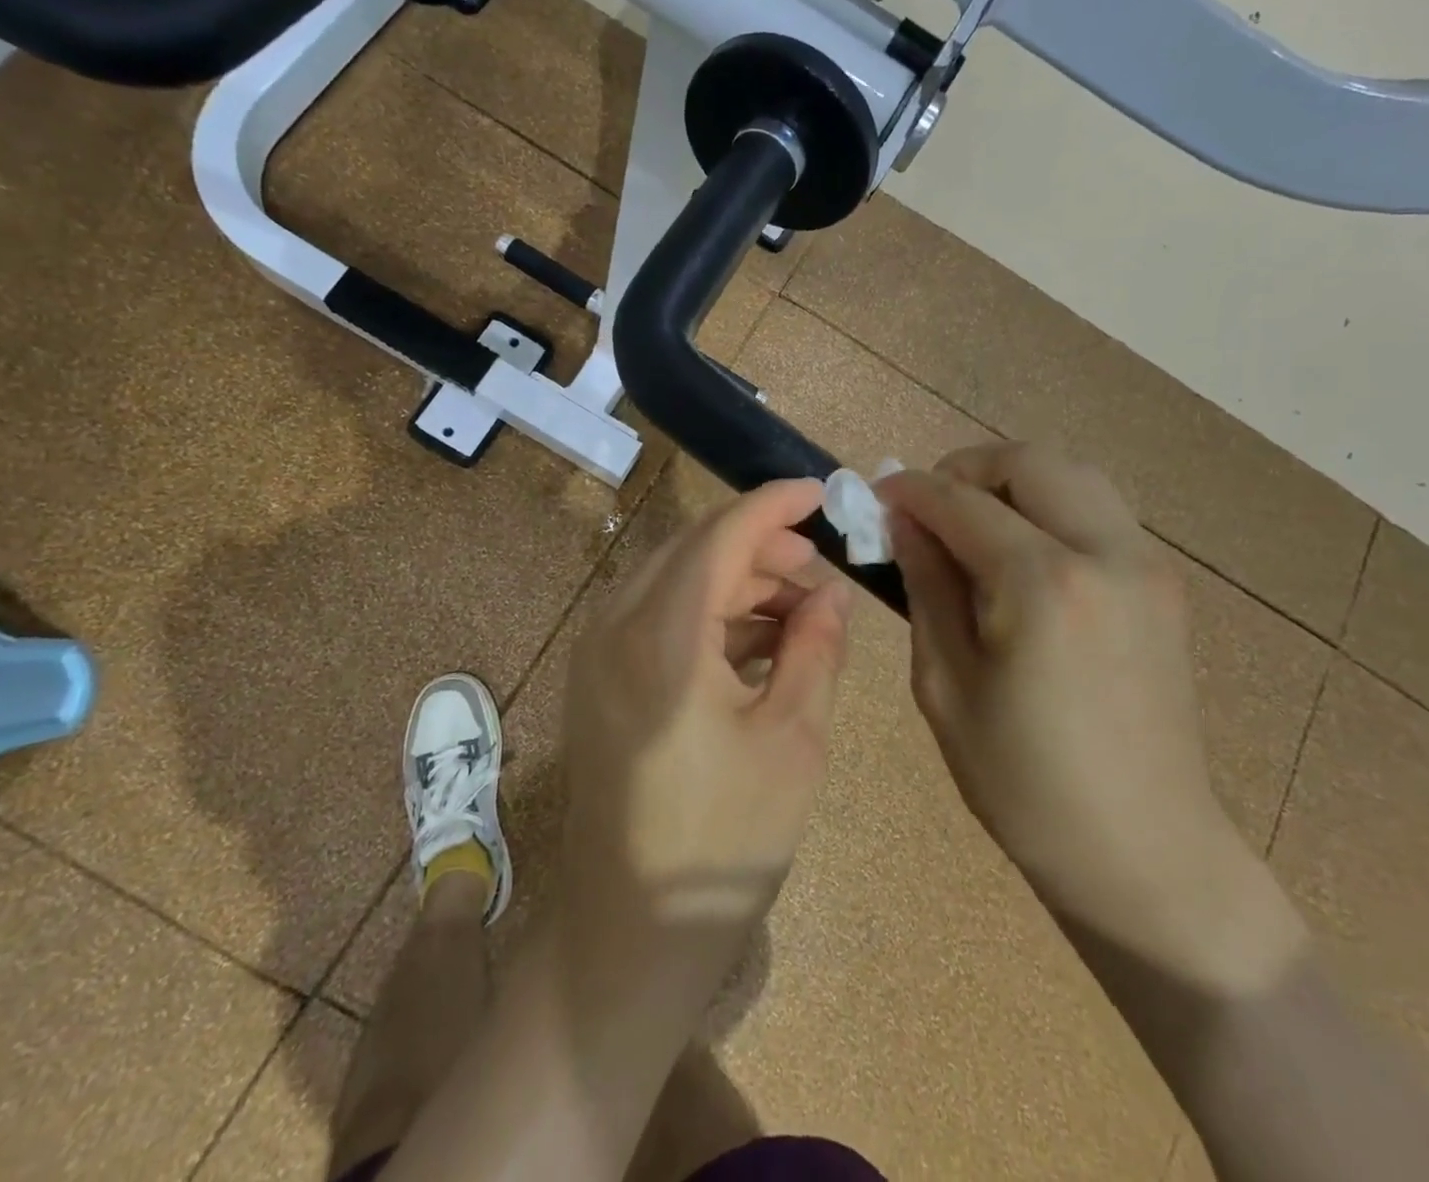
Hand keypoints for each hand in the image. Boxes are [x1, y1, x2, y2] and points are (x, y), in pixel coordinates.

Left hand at [559, 479, 851, 995]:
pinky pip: (658, 617)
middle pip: (695, 550)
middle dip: (762, 547)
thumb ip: (816, 649)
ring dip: (737, 582)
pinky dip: (709, 615)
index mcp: (662, 635)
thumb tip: (830, 592)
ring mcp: (598, 653)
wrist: (628, 937)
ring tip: (799, 613)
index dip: (774, 505)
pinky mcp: (599, 680)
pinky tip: (756, 644)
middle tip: (820, 572)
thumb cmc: (722, 842)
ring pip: (676, 581)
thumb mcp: (793, 740)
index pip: (721, 535)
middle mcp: (616, 627)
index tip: (822, 491)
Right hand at [881, 443, 1295, 987]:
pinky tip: (1021, 553)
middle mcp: (1105, 553)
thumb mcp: (946, 683)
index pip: (962, 502)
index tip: (878, 496)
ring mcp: (1146, 564)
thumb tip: (905, 523)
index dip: (912, 491)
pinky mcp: (1163, 583)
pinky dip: (1050, 506)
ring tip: (972, 524)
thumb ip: (926, 586)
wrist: (1144, 850)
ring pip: (1072, 474)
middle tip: (928, 507)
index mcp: (1043, 584)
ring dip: (1012, 482)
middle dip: (966, 469)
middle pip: (1029, 462)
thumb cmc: (1024, 781)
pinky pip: (1098, 510)